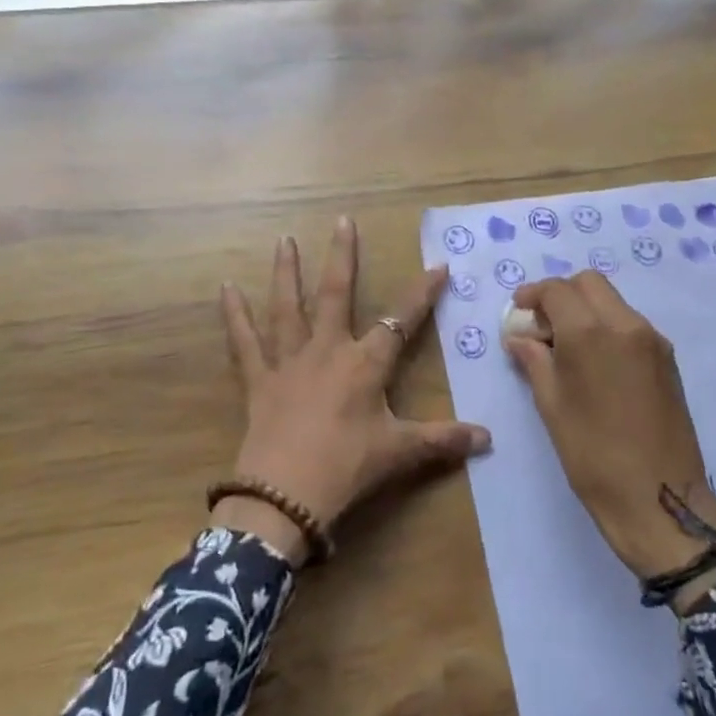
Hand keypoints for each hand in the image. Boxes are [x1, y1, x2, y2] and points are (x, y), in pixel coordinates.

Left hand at [218, 217, 491, 564]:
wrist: (285, 495)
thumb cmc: (347, 468)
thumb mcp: (399, 453)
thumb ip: (442, 440)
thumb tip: (489, 439)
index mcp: (365, 364)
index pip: (401, 321)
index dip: (422, 294)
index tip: (439, 265)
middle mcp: (327, 350)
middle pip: (337, 294)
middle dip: (343, 256)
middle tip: (342, 220)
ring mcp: (289, 361)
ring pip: (288, 307)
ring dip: (286, 272)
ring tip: (284, 239)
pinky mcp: (259, 379)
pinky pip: (244, 341)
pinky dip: (234, 315)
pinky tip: (226, 288)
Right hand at [504, 271, 715, 583]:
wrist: (660, 498)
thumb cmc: (592, 454)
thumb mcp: (551, 406)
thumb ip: (534, 360)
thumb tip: (520, 337)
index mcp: (590, 332)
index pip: (557, 290)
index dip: (532, 295)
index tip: (519, 311)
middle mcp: (626, 324)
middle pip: (590, 284)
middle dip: (561, 294)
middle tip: (542, 326)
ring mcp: (652, 340)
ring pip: (613, 302)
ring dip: (586, 309)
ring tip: (566, 347)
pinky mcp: (668, 359)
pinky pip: (630, 324)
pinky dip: (607, 327)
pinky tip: (595, 362)